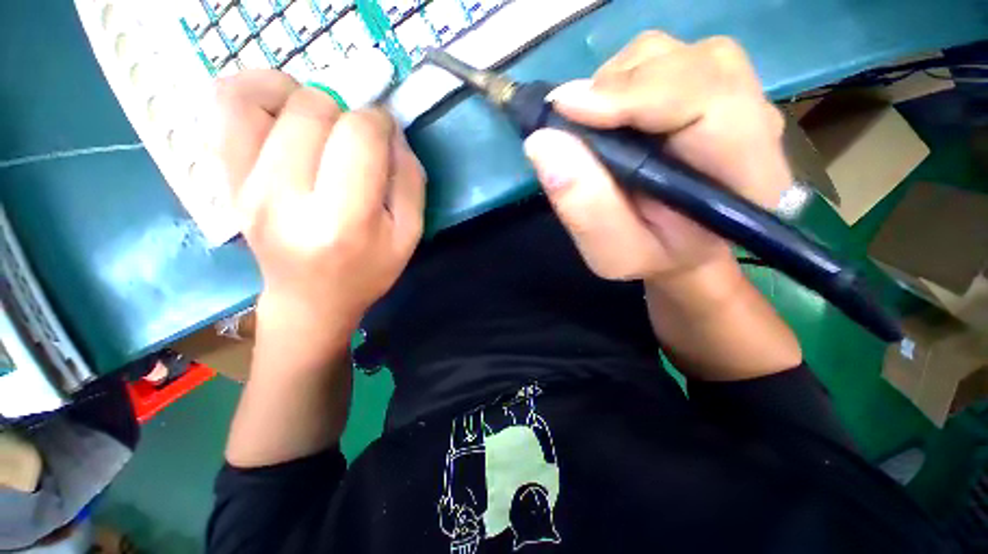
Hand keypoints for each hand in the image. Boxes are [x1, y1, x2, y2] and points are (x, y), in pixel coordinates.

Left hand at [216, 70, 425, 355]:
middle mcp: (285, 197)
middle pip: (313, 109)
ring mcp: (246, 185)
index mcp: (344, 220)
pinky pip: (228, 106)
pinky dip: (257, 90)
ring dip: (302, 94)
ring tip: (321, 119)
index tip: (385, 134)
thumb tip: (390, 130)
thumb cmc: (367, 271)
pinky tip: (282, 110)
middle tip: (355, 137)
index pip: (359, 136)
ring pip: (264, 96)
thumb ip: (409, 180)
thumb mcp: (409, 235)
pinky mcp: (226, 178)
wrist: (309, 299)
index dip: (379, 121)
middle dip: (346, 110)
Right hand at [523, 32, 788, 284]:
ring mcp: (733, 95)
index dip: (632, 94)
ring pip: (671, 54)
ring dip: (616, 83)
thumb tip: (542, 142)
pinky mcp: (707, 86)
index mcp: (744, 174)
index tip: (568, 110)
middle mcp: (752, 120)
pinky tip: (608, 116)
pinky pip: (661, 59)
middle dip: (618, 87)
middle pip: (688, 64)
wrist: (680, 246)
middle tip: (572, 123)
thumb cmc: (650, 256)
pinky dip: (620, 80)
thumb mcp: (612, 252)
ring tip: (592, 126)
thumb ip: (584, 206)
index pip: (705, 99)